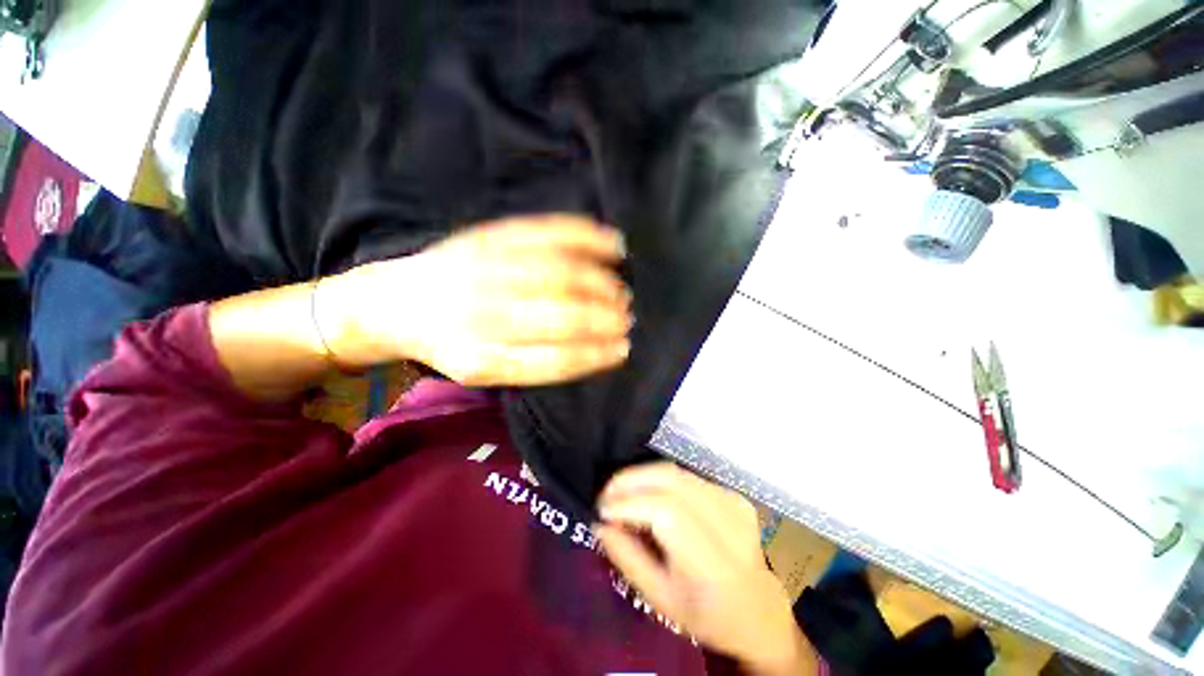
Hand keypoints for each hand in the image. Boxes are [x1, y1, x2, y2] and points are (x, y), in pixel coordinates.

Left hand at [325, 214, 632, 385]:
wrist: (393, 303)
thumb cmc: (447, 342)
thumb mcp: (481, 370)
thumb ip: (531, 367)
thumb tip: (590, 352)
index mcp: (481, 358)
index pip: (555, 360)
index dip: (596, 355)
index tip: (622, 350)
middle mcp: (484, 314)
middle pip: (562, 315)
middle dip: (604, 319)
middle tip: (627, 319)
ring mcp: (487, 268)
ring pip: (562, 274)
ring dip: (602, 285)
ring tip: (622, 293)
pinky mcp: (490, 235)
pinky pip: (548, 232)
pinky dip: (587, 237)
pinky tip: (613, 246)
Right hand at [596, 463, 815, 674]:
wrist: (759, 612)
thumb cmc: (706, 615)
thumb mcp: (661, 600)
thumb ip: (628, 559)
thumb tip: (601, 523)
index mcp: (713, 563)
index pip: (667, 512)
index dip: (630, 504)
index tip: (602, 509)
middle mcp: (729, 525)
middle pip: (672, 481)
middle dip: (631, 480)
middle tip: (607, 493)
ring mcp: (735, 504)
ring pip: (677, 473)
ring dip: (642, 476)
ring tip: (621, 492)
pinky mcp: (734, 495)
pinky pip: (687, 477)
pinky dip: (661, 480)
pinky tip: (649, 494)